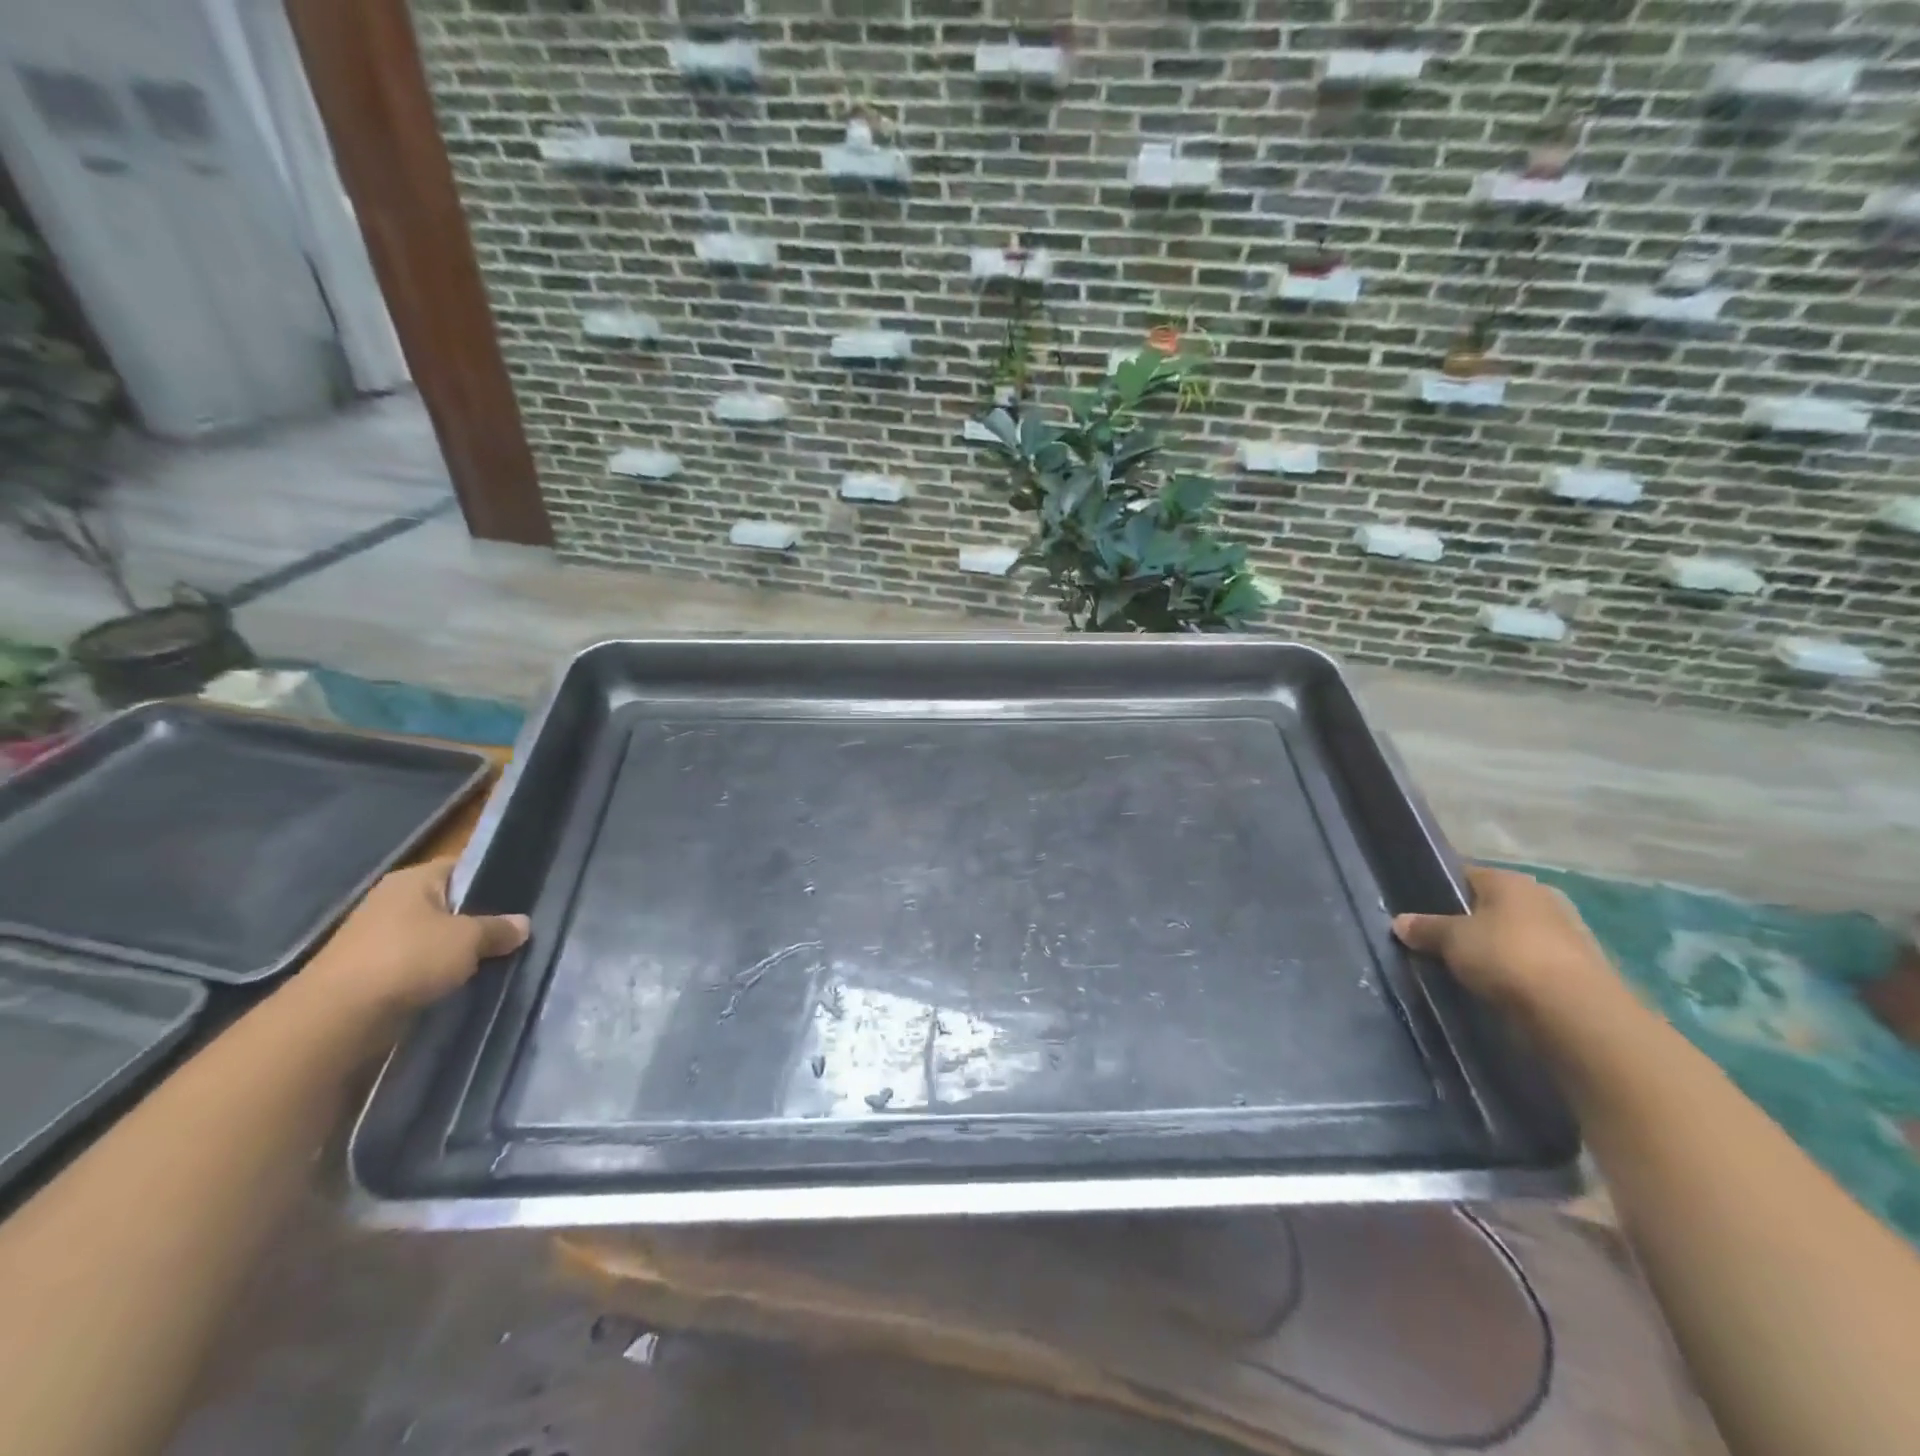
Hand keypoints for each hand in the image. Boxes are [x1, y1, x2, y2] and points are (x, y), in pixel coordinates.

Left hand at [303, 858, 528, 1014]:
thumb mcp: (468, 939)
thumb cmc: (408, 958)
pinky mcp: (372, 972)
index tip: (521, 898)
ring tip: (495, 959)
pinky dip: (438, 972)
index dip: (492, 879)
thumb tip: (522, 924)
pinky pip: (418, 964)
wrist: (338, 1017)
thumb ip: (498, 928)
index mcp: (413, 880)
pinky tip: (463, 982)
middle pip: (450, 904)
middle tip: (514, 932)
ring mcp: (378, 938)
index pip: (462, 867)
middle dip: (479, 919)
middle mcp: (393, 902)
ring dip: (458, 950)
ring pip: (435, 937)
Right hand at [1393, 865, 1621, 1013]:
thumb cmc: (1505, 956)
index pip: (1465, 875)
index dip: (1439, 890)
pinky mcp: (1582, 969)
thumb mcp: (1450, 939)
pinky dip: (1518, 972)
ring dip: (1495, 949)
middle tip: (1439, 943)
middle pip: (1492, 906)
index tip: (1418, 911)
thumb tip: (1400, 922)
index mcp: (1510, 880)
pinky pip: (1535, 963)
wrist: (1576, 1012)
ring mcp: (1568, 934)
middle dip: (1469, 922)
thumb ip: (1424, 928)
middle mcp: (1543, 898)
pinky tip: (1499, 988)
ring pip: (1515, 935)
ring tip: (1467, 969)